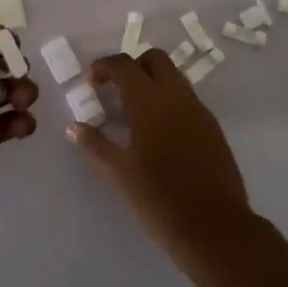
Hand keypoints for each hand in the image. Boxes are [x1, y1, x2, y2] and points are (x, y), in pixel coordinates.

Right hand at [67, 51, 254, 256]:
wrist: (214, 227)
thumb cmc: (159, 198)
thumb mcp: (119, 173)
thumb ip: (94, 145)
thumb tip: (73, 127)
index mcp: (150, 102)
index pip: (124, 65)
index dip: (104, 66)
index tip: (91, 82)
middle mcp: (177, 97)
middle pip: (155, 59)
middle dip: (132, 66)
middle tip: (115, 90)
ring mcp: (199, 111)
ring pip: (174, 78)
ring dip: (153, 83)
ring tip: (135, 113)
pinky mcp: (213, 128)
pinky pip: (187, 100)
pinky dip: (169, 102)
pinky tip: (159, 133)